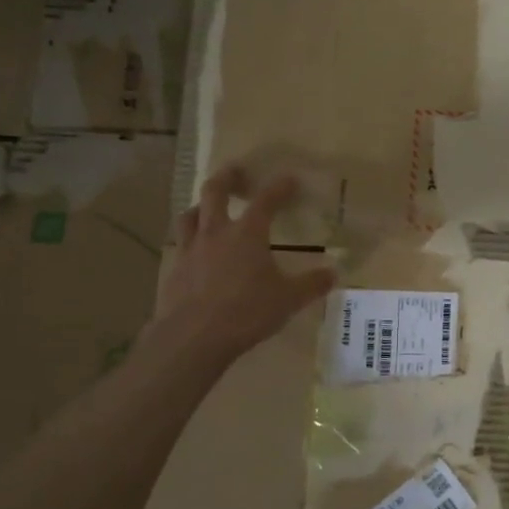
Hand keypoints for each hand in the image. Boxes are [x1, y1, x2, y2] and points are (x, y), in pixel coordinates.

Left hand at [154, 167, 336, 368]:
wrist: (193, 338)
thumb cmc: (246, 312)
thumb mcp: (288, 299)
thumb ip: (311, 284)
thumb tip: (334, 273)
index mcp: (247, 234)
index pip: (266, 200)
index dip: (279, 187)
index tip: (289, 178)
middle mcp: (216, 233)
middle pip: (215, 192)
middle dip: (227, 178)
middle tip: (235, 170)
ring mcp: (190, 250)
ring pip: (190, 215)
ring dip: (200, 206)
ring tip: (207, 207)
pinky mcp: (173, 271)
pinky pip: (180, 246)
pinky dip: (189, 241)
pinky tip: (196, 253)